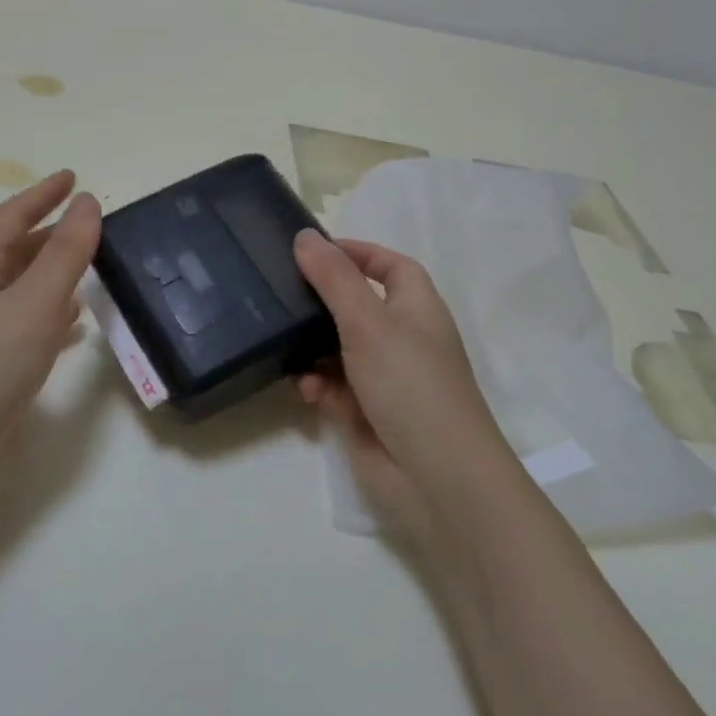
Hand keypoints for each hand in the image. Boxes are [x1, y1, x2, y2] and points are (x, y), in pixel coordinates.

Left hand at [0, 170, 100, 524]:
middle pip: (11, 252)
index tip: (74, 178)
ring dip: (50, 275)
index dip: (42, 194)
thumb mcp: (34, 302)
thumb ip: (66, 253)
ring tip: (89, 269)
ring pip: (17, 291)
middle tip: (88, 225)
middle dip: (48, 234)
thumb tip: (88, 203)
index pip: (9, 217)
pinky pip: (21, 327)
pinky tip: (72, 327)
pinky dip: (49, 316)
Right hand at [292, 229, 510, 541]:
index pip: (390, 266)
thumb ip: (334, 278)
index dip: (358, 253)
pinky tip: (307, 393)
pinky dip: (319, 386)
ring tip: (286, 348)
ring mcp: (384, 378)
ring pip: (338, 349)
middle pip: (357, 306)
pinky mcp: (366, 412)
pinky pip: (334, 387)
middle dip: (322, 302)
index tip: (314, 250)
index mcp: (417, 309)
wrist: (436, 478)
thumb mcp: (369, 322)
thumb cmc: (410, 384)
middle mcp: (403, 339)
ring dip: (312, 349)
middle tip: (280, 292)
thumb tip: (306, 236)